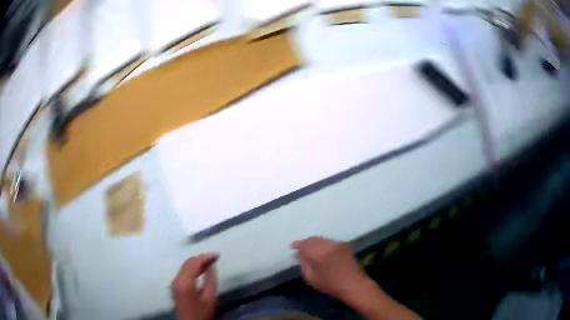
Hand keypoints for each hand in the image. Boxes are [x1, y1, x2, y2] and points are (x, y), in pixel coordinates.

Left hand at [171, 253, 217, 319]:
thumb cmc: (201, 312)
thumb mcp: (210, 298)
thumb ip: (210, 280)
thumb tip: (211, 266)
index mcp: (185, 282)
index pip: (194, 263)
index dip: (205, 257)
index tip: (216, 255)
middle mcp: (177, 279)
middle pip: (188, 263)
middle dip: (201, 258)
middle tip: (214, 257)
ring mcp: (174, 282)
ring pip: (185, 266)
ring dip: (196, 263)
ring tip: (210, 262)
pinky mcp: (175, 285)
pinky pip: (183, 271)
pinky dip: (192, 268)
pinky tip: (201, 270)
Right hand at [292, 237, 420, 319]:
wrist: (354, 284)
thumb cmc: (331, 284)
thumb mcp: (312, 278)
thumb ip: (304, 265)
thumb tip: (300, 255)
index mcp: (320, 253)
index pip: (305, 244)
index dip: (298, 244)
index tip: (292, 246)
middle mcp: (329, 245)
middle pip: (314, 239)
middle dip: (306, 242)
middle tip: (299, 247)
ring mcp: (338, 244)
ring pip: (322, 239)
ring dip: (314, 242)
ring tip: (308, 248)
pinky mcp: (344, 246)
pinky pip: (329, 241)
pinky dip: (322, 243)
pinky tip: (320, 249)